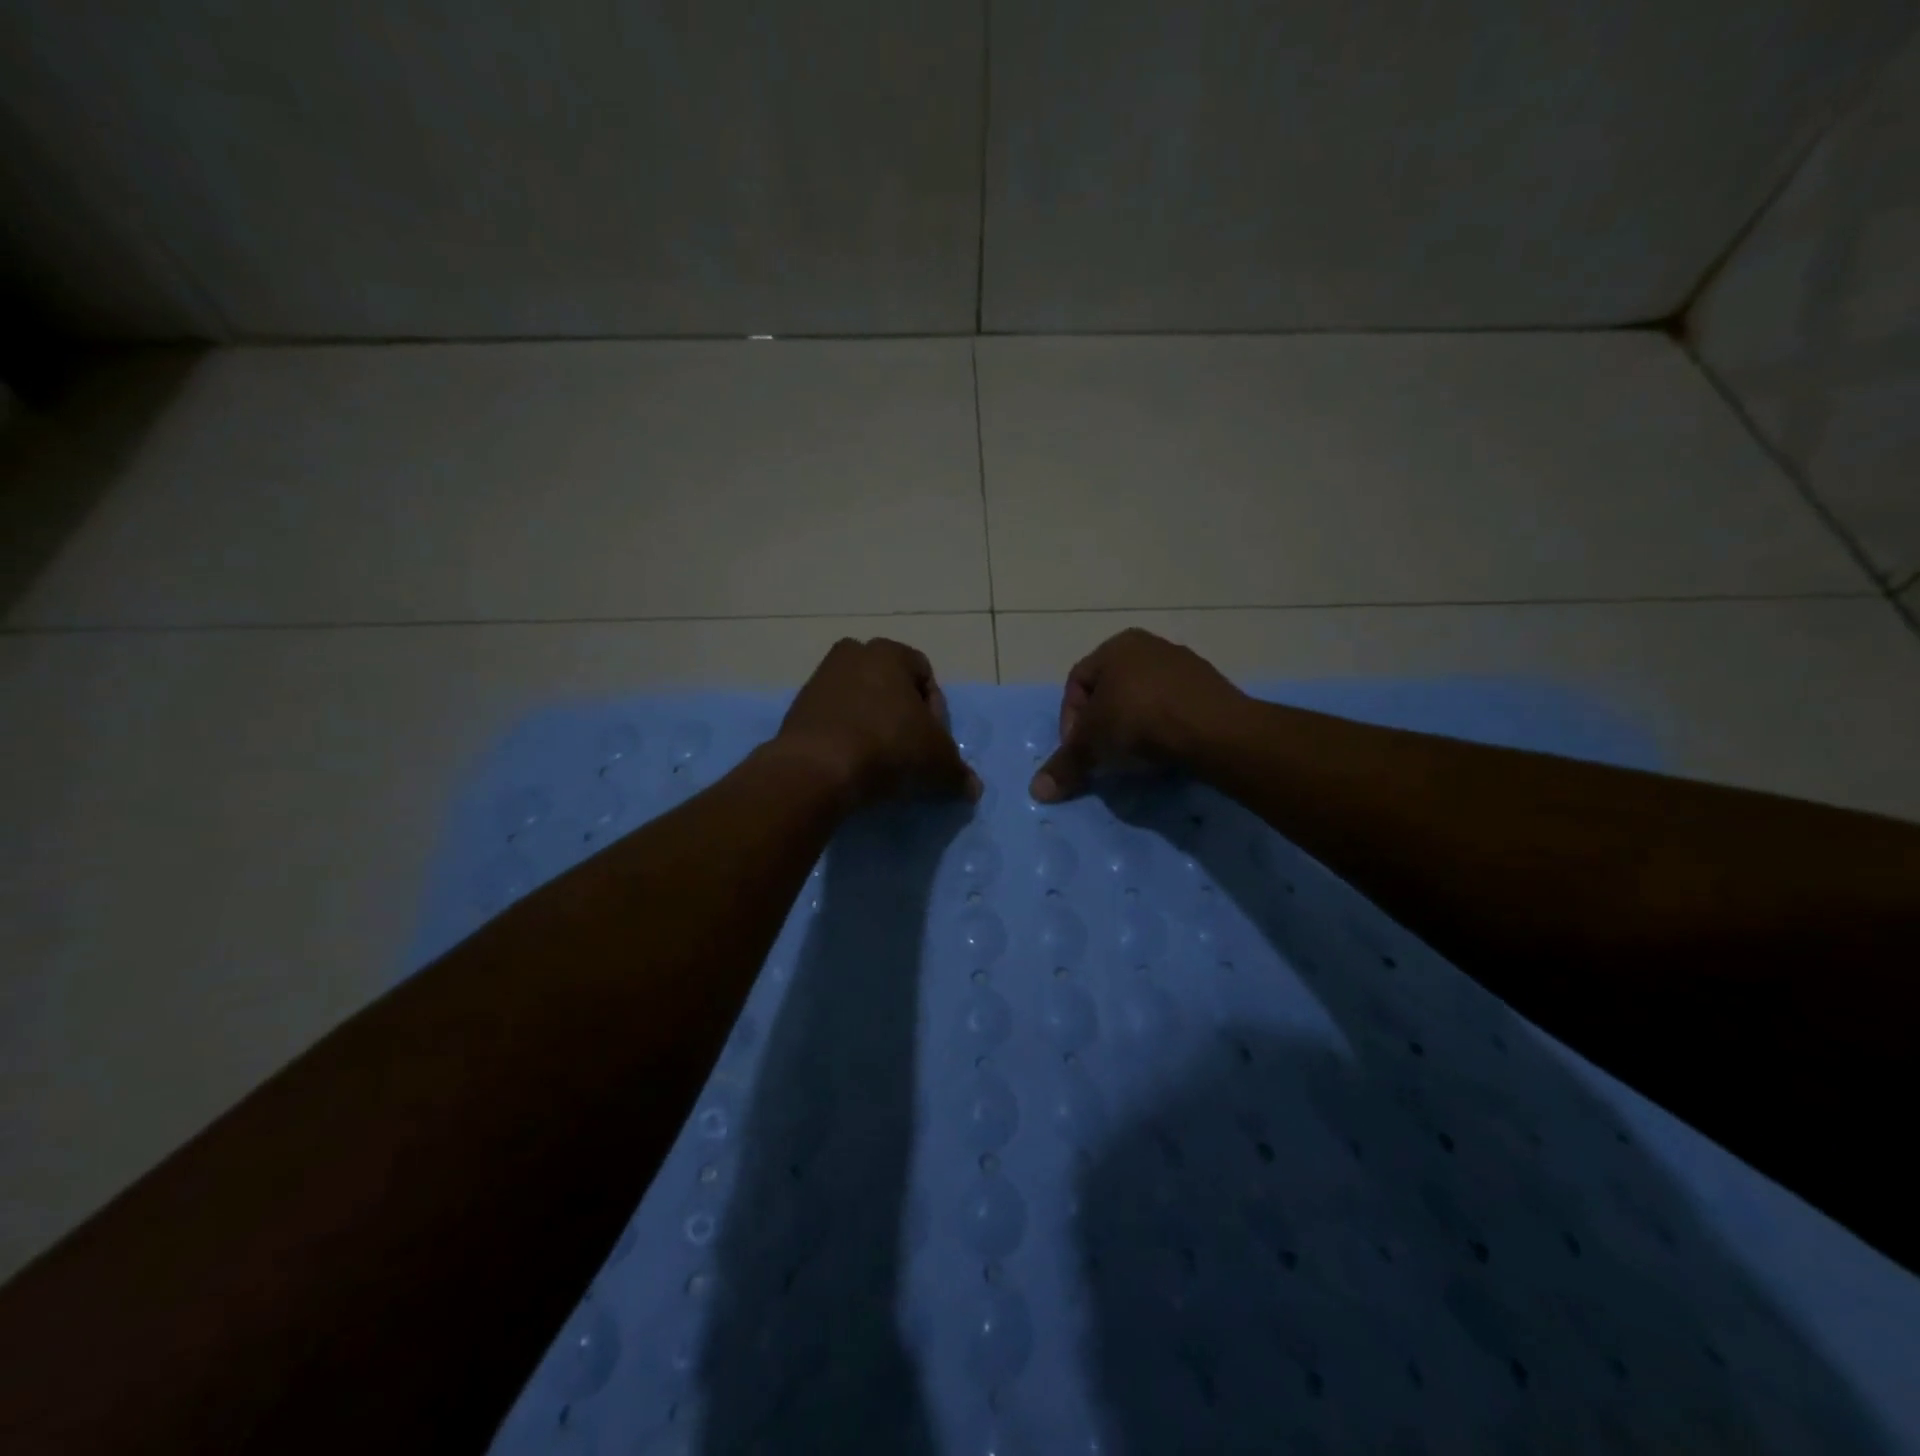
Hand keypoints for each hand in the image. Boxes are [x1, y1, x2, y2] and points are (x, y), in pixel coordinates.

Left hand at [775, 638, 980, 809]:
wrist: (817, 768)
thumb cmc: (888, 747)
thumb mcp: (937, 762)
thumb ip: (958, 772)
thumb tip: (973, 789)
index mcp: (889, 652)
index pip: (925, 675)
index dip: (936, 712)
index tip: (933, 743)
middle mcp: (852, 654)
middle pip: (889, 686)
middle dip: (902, 715)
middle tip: (909, 750)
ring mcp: (820, 679)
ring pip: (859, 702)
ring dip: (872, 726)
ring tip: (880, 763)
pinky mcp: (797, 708)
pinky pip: (833, 720)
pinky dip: (845, 737)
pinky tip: (852, 765)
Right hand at [1030, 629, 1245, 801]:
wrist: (1213, 729)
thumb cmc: (1140, 721)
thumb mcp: (1093, 745)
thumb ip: (1065, 764)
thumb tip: (1037, 791)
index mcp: (1116, 646)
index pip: (1076, 683)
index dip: (1070, 720)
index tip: (1078, 751)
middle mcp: (1149, 645)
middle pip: (1110, 691)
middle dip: (1102, 725)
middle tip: (1102, 755)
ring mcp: (1183, 664)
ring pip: (1143, 699)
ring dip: (1132, 728)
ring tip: (1133, 758)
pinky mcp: (1209, 687)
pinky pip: (1173, 708)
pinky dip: (1162, 729)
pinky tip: (1163, 752)